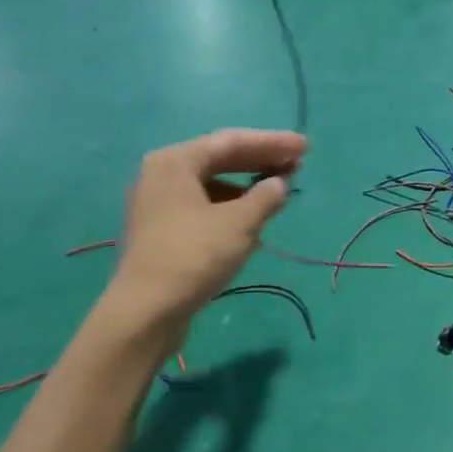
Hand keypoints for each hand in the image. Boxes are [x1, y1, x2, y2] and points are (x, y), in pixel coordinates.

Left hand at [109, 129, 304, 321]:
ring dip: (248, 183)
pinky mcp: (163, 228)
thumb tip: (279, 183)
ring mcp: (160, 202)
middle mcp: (163, 173)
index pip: (232, 141)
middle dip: (261, 160)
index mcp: (176, 161)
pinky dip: (232, 203)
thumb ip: (266, 196)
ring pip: (213, 182)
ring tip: (280, 188)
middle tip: (298, 162)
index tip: (305, 147)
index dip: (273, 142)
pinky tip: (254, 215)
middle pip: (221, 158)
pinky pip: (205, 203)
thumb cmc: (194, 256)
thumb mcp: (240, 223)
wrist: (147, 310)